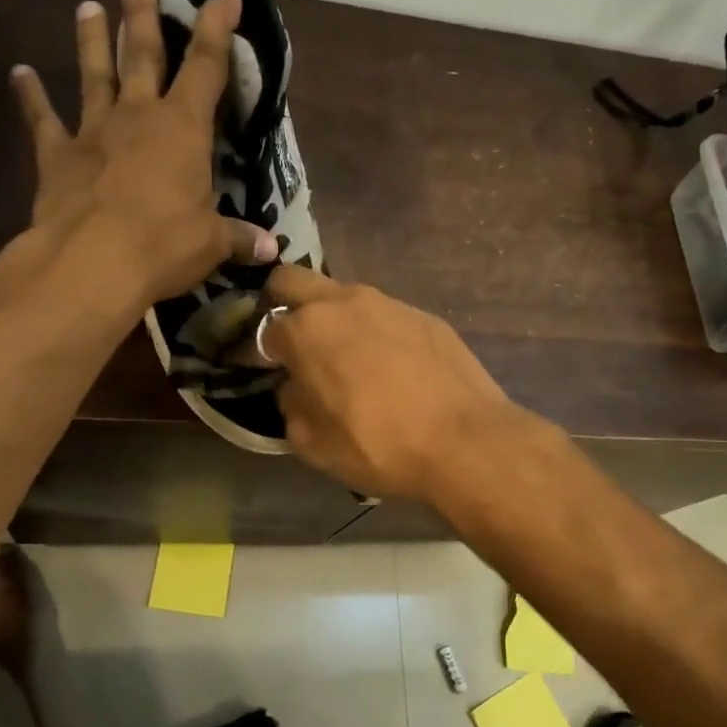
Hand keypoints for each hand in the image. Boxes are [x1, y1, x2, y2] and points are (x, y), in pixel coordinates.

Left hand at [8, 0, 275, 307]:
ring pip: (94, 75)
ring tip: (86, 5)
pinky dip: (30, 97)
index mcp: (183, 128)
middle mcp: (137, 116)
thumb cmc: (164, 245)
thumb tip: (271, 249)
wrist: (93, 262)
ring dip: (90, 40)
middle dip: (141, 13)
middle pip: (141, 53)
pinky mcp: (58, 157)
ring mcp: (93, 132)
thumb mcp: (211, 244)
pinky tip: (19, 73)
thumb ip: (239, 238)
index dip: (217, 28)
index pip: (206, 66)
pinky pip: (42, 120)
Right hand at [262, 265, 523, 502]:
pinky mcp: (425, 316)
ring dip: (335, 320)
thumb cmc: (378, 446)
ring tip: (352, 363)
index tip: (270, 371)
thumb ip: (291, 405)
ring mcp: (389, 303)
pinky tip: (394, 370)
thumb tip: (296, 387)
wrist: (465, 442)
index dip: (261, 351)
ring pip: (344, 297)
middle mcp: (344, 302)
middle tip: (297, 345)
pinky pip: (385, 316)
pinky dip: (377, 334)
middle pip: (293, 281)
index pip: (264, 327)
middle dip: (284, 305)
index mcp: (306, 330)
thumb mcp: (312, 443)